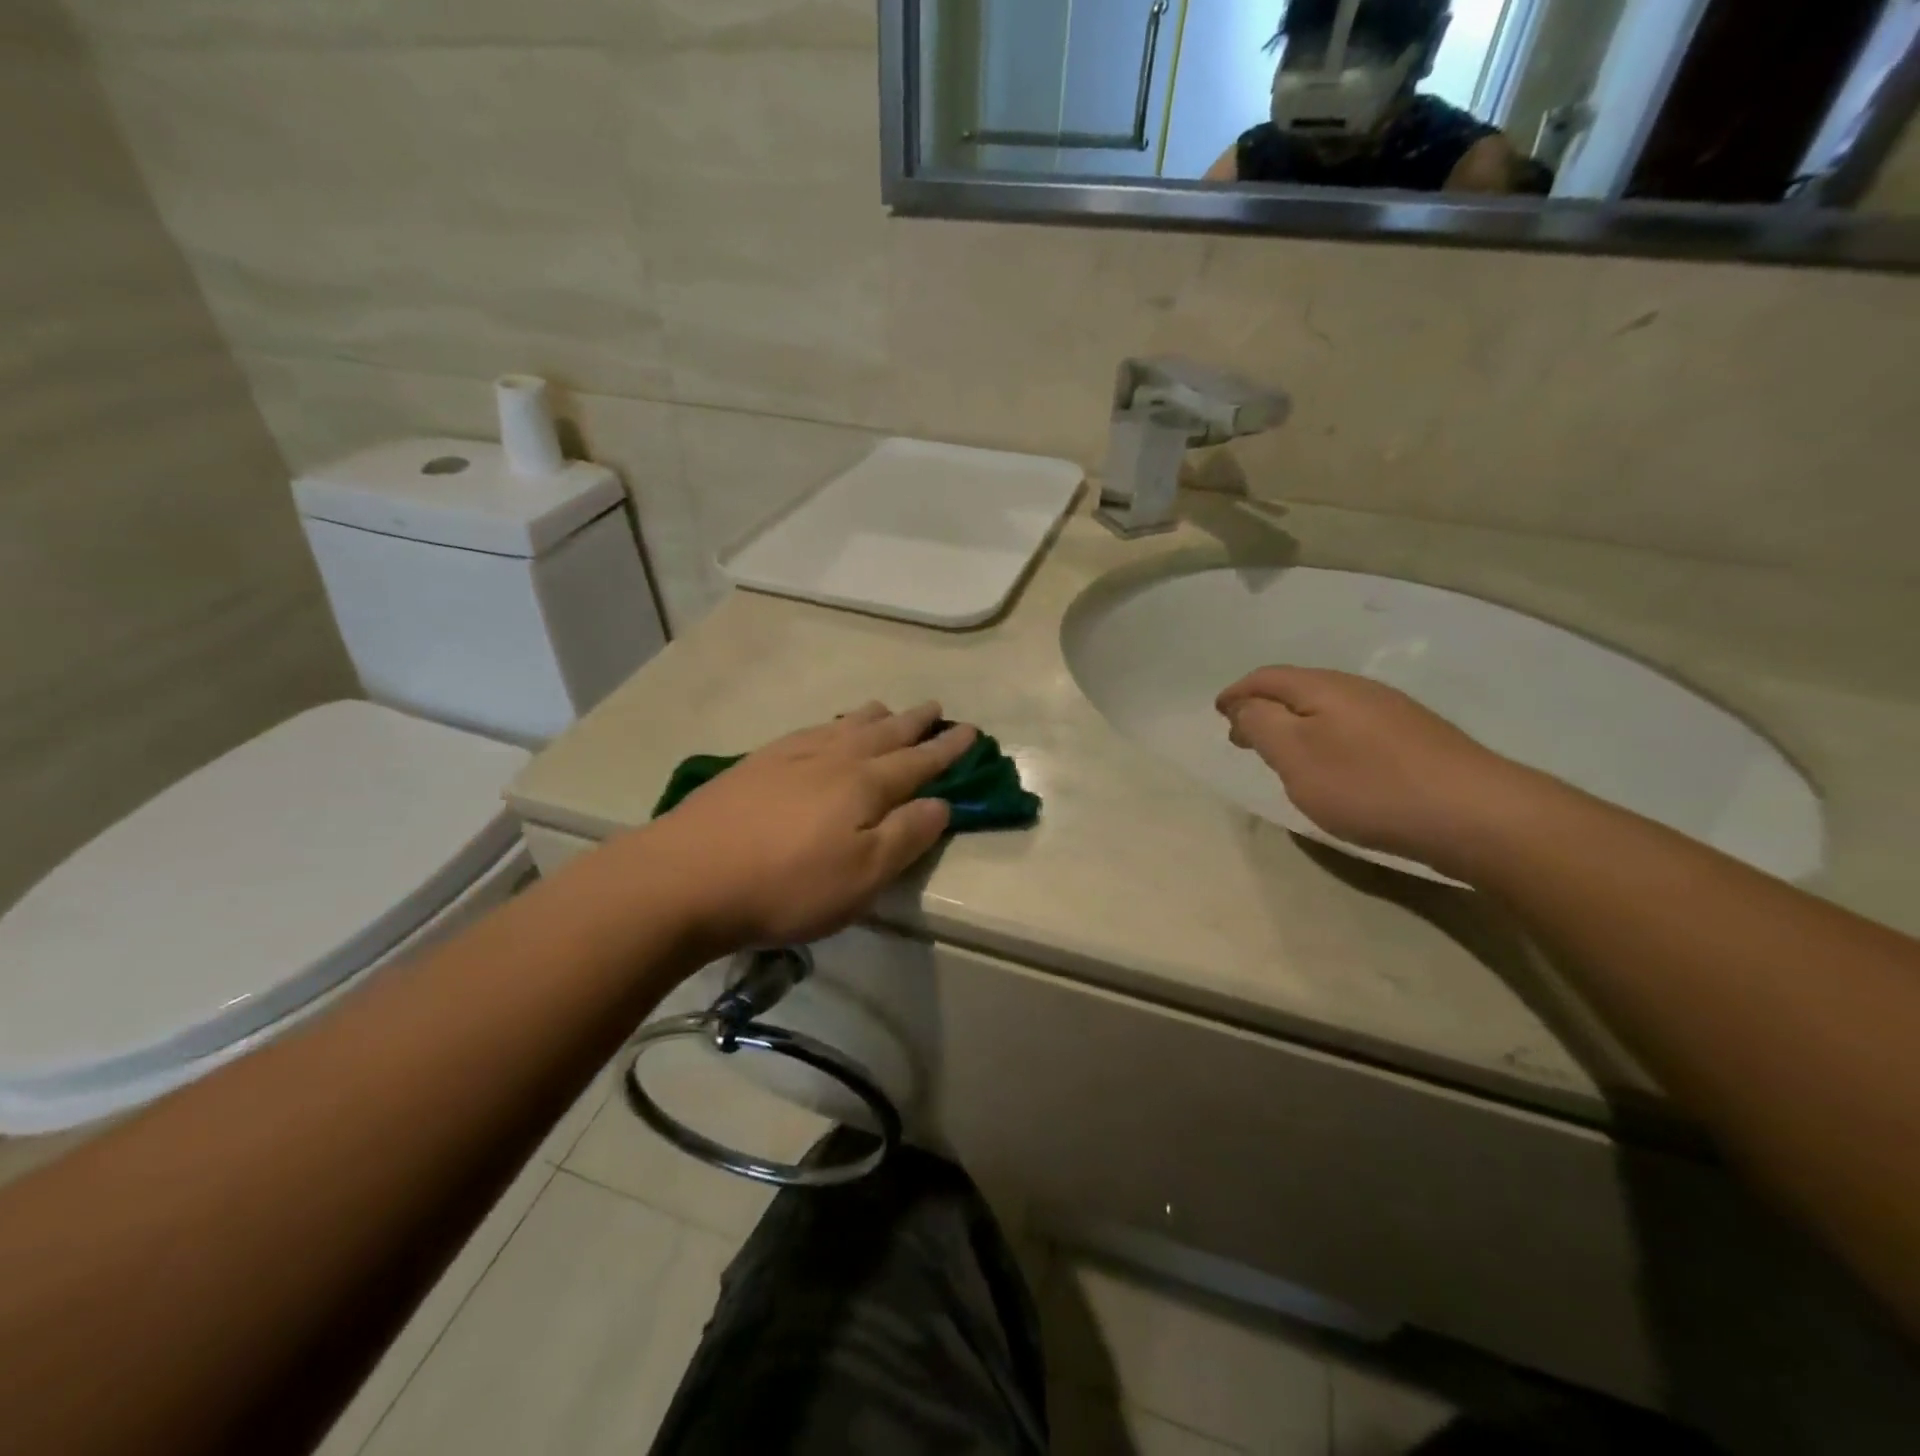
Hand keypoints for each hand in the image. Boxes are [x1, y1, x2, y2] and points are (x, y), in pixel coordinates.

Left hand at [645, 702, 976, 952]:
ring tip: (887, 709)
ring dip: (873, 717)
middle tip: (935, 707)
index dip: (947, 749)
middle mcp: (834, 759)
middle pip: (884, 734)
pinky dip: (830, 725)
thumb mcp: (862, 876)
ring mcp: (791, 756)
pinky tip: (825, 730)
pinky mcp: (756, 764)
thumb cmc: (787, 885)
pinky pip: (809, 731)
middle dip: (914, 723)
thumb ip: (906, 837)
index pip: (919, 762)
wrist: (687, 875)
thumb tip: (941, 804)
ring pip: (844, 726)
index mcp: (866, 785)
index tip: (970, 732)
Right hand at [1216, 668, 1538, 876]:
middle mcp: (1358, 690)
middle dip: (1263, 707)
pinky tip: (1331, 765)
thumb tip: (1244, 705)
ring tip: (1279, 752)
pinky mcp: (1415, 739)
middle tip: (1241, 735)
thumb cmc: (1368, 785)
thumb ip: (1261, 724)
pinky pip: (1351, 726)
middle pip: (1298, 688)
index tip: (1218, 712)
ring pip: (1326, 708)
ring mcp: (1392, 713)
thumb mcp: (1296, 756)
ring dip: (1294, 723)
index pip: (1268, 678)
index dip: (1238, 693)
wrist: (1475, 814)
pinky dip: (1324, 737)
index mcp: (1324, 688)